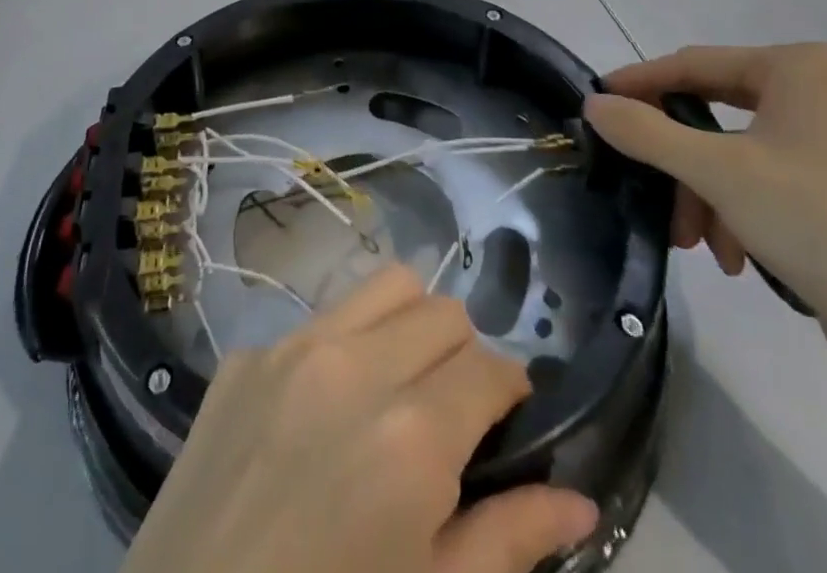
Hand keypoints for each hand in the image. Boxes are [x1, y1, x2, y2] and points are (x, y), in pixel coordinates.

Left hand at [118, 263, 599, 572]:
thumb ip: (510, 541)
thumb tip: (580, 501)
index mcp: (410, 435)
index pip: (490, 367)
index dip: (512, 391)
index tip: (508, 420)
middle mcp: (354, 365)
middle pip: (443, 310)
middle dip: (463, 353)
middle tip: (453, 410)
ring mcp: (292, 347)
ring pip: (385, 285)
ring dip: (409, 322)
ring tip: (400, 382)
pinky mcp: (246, 353)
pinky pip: (319, 317)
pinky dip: (344, 344)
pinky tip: (326, 406)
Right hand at [586, 43, 826, 378]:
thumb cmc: (818, 222)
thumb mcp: (717, 171)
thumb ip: (646, 133)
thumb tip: (593, 104)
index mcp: (796, 69)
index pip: (694, 64)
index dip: (640, 84)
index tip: (596, 104)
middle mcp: (814, 93)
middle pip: (712, 111)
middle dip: (677, 158)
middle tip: (637, 177)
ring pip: (732, 153)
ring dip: (704, 195)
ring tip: (693, 241)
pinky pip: (761, 182)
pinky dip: (736, 213)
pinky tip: (733, 258)